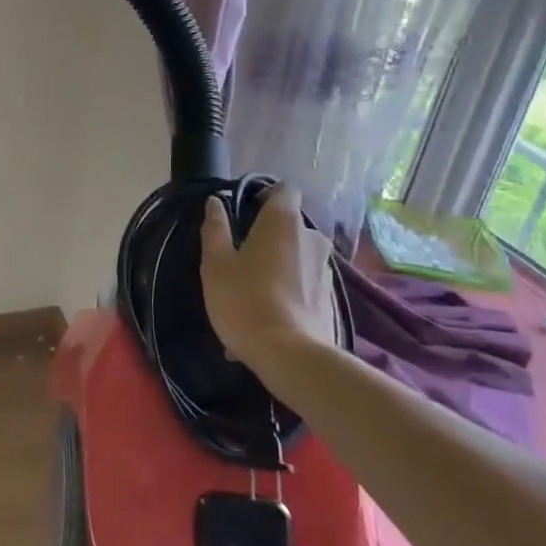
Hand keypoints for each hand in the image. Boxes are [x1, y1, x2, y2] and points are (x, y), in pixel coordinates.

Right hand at [200, 185, 338, 364]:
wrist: (290, 356)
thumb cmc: (245, 300)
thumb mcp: (216, 264)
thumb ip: (215, 229)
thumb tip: (215, 202)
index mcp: (283, 221)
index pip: (284, 189)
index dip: (264, 195)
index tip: (244, 212)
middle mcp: (312, 237)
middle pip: (289, 225)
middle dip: (267, 236)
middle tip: (241, 258)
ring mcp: (325, 268)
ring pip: (296, 256)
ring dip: (277, 266)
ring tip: (252, 293)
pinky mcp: (331, 297)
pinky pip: (303, 283)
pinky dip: (287, 291)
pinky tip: (267, 316)